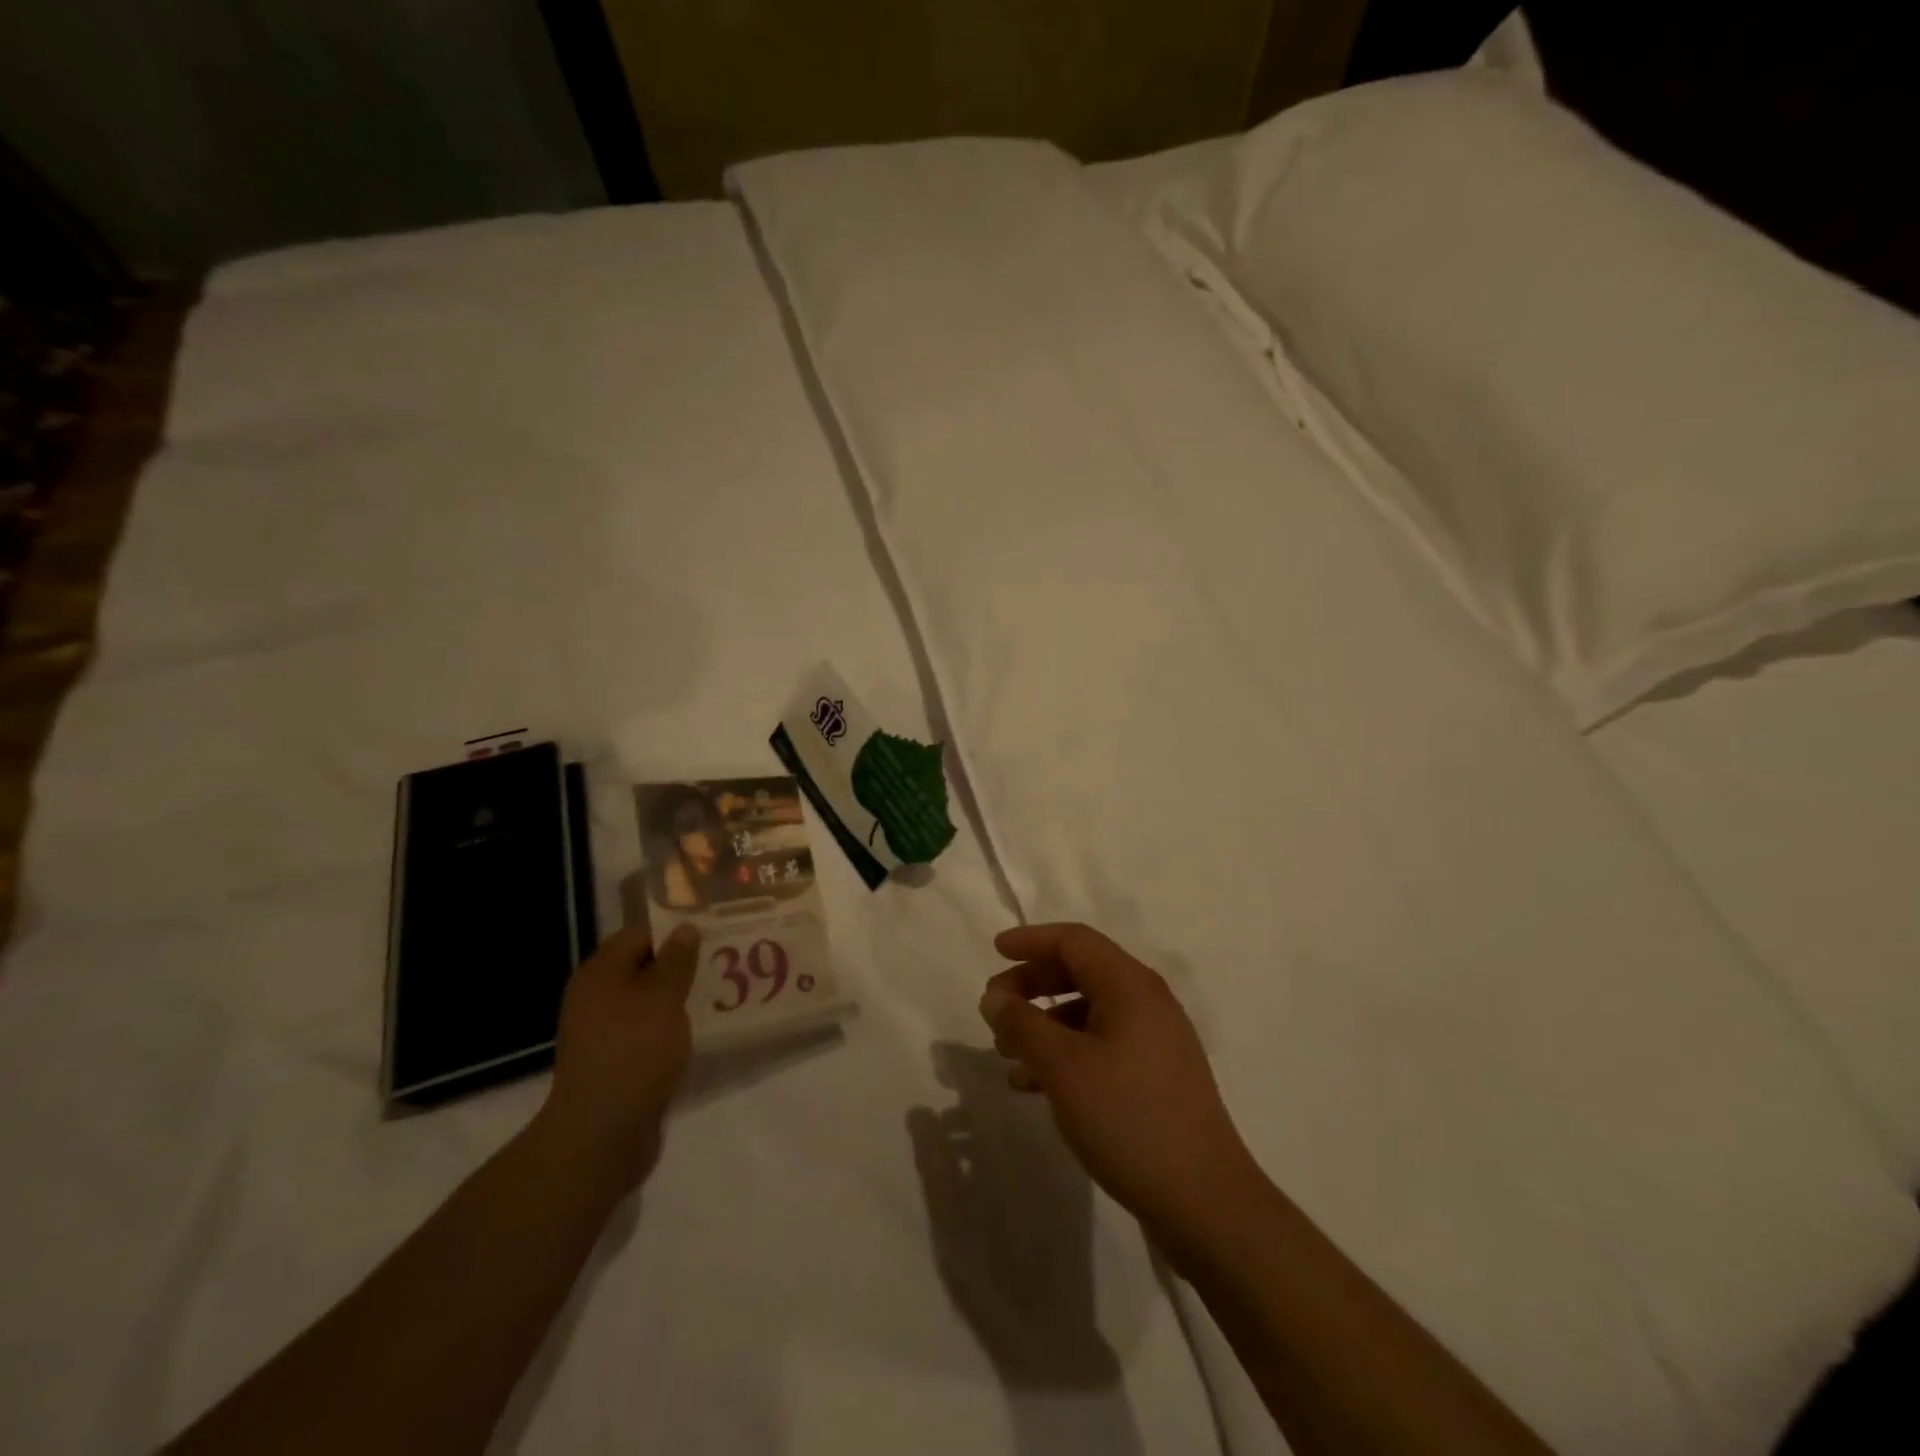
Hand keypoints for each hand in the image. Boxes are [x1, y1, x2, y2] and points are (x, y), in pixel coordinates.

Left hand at [534, 922, 700, 1195]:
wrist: (601, 1134)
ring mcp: (603, 1033)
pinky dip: (671, 1028)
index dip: (674, 930)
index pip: (638, 935)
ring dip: (679, 999)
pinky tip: (701, 1031)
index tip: (712, 932)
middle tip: (723, 961)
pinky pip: (648, 1032)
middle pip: (643, 968)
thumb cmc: (633, 1052)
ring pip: (648, 1002)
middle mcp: (595, 998)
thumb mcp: (663, 997)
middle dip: (682, 965)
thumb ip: (677, 960)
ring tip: (720, 993)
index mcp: (599, 974)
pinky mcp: (616, 1062)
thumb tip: (684, 929)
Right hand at [979, 923, 1261, 1255]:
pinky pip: (1102, 1045)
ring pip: (1089, 1012)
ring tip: (1007, 1054)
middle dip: (1033, 984)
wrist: (1204, 1200)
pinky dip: (1066, 1053)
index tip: (996, 951)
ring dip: (1044, 1024)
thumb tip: (994, 995)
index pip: (1075, 940)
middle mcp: (1146, 1002)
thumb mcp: (1062, 1067)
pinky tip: (1038, 1086)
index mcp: (1130, 985)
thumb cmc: (1128, 1117)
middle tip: (995, 1008)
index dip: (1032, 940)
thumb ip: (1022, 1023)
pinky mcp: (1156, 1076)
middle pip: (1081, 972)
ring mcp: (1156, 1041)